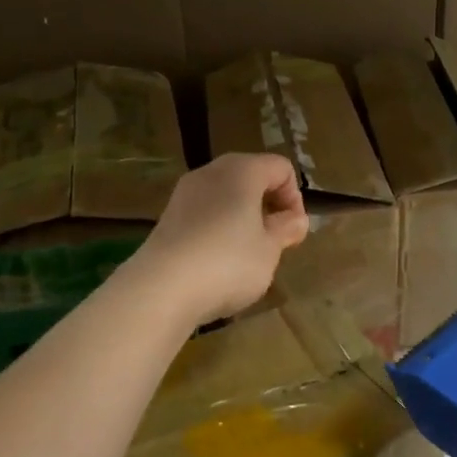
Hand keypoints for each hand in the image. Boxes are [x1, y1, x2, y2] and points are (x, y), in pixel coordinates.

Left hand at [127, 153, 309, 325]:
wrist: (161, 289)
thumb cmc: (228, 263)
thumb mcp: (269, 249)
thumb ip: (286, 229)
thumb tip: (295, 219)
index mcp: (242, 171)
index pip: (280, 167)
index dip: (294, 197)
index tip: (293, 231)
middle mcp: (211, 172)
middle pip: (251, 176)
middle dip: (268, 204)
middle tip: (275, 240)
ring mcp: (185, 193)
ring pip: (226, 194)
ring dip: (243, 217)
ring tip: (248, 253)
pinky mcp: (168, 217)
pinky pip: (205, 212)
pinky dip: (219, 227)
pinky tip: (219, 261)